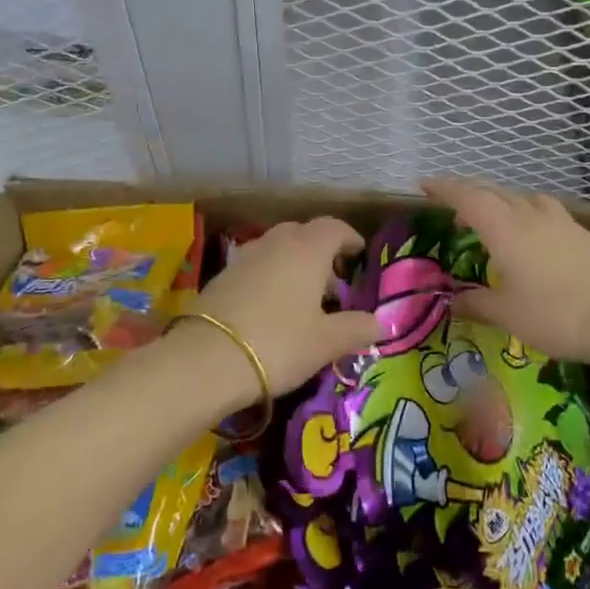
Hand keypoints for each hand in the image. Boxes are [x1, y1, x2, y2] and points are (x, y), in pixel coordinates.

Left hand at [194, 218, 380, 395]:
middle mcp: (276, 243)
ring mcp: (245, 257)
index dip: (349, 238)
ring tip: (303, 296)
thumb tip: (382, 323)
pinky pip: (256, 265)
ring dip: (294, 263)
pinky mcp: (222, 276)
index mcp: (307, 249)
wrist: (207, 360)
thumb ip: (357, 328)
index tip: (359, 255)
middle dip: (321, 251)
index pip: (334, 228)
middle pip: (303, 233)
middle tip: (333, 280)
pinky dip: (270, 276)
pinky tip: (271, 306)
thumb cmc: (279, 344)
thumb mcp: (326, 342)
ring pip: (277, 248)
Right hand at [421, 179, 589, 368]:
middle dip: (469, 195)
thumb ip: (476, 303)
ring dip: (502, 202)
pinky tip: (533, 235)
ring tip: (495, 219)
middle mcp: (530, 215)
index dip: (444, 189)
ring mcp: (561, 221)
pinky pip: (545, 211)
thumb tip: (452, 301)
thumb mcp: (507, 314)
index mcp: (504, 229)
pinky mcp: (583, 233)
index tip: (425, 185)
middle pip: (494, 193)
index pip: (467, 198)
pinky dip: (528, 213)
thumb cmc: (554, 315)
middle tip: (453, 208)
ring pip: (523, 198)